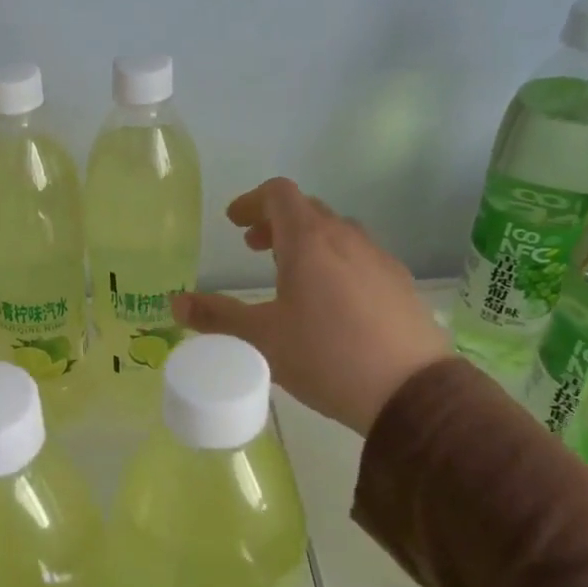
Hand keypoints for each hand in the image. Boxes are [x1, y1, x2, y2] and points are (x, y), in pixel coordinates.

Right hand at [173, 178, 451, 434]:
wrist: (411, 392)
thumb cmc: (326, 357)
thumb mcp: (262, 339)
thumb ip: (217, 317)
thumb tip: (176, 304)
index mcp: (308, 241)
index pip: (279, 194)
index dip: (251, 201)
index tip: (234, 222)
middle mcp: (346, 238)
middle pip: (307, 210)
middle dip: (275, 222)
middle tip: (253, 248)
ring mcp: (378, 258)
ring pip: (336, 232)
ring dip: (306, 241)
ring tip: (290, 275)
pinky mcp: (399, 283)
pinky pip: (359, 256)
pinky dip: (334, 261)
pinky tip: (331, 302)